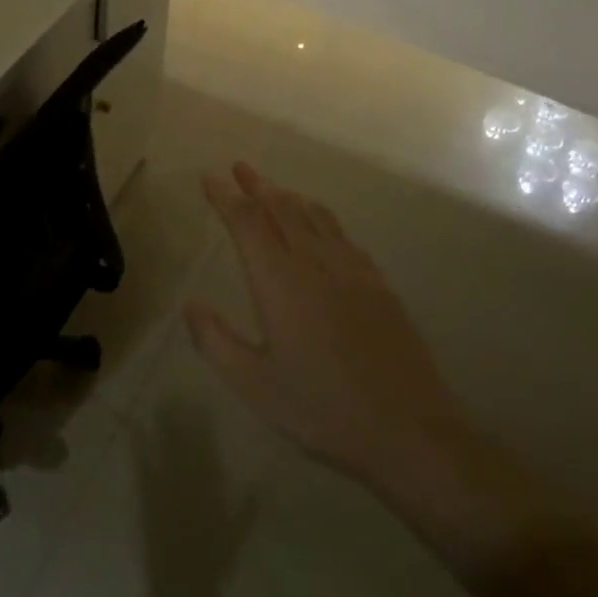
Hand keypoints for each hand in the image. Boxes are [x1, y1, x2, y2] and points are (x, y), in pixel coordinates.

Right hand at [183, 163, 464, 491]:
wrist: (407, 429)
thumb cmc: (321, 408)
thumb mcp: (254, 385)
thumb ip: (215, 341)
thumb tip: (189, 304)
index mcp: (279, 281)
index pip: (247, 222)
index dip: (225, 197)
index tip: (209, 177)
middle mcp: (314, 262)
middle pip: (281, 207)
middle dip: (257, 185)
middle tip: (240, 167)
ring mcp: (351, 269)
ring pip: (314, 215)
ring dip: (288, 195)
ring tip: (273, 188)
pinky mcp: (377, 283)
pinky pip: (340, 234)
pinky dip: (319, 217)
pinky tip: (319, 227)